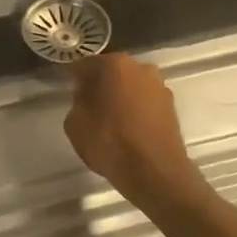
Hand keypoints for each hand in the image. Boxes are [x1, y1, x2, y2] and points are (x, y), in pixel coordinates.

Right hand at [64, 54, 209, 211]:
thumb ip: (78, 102)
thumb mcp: (75, 123)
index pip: (85, 65)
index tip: (65, 86)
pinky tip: (126, 128)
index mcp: (114, 65)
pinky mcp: (171, 107)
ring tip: (107, 118)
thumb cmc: (110, 142)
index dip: (73, 76)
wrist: (154, 172)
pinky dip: (134, 110)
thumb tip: (87, 97)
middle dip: (99, 84)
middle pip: (112, 72)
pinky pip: (144, 103)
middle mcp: (141, 68)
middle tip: (86, 103)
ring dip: (119, 97)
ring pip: (131, 87)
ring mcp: (160, 87)